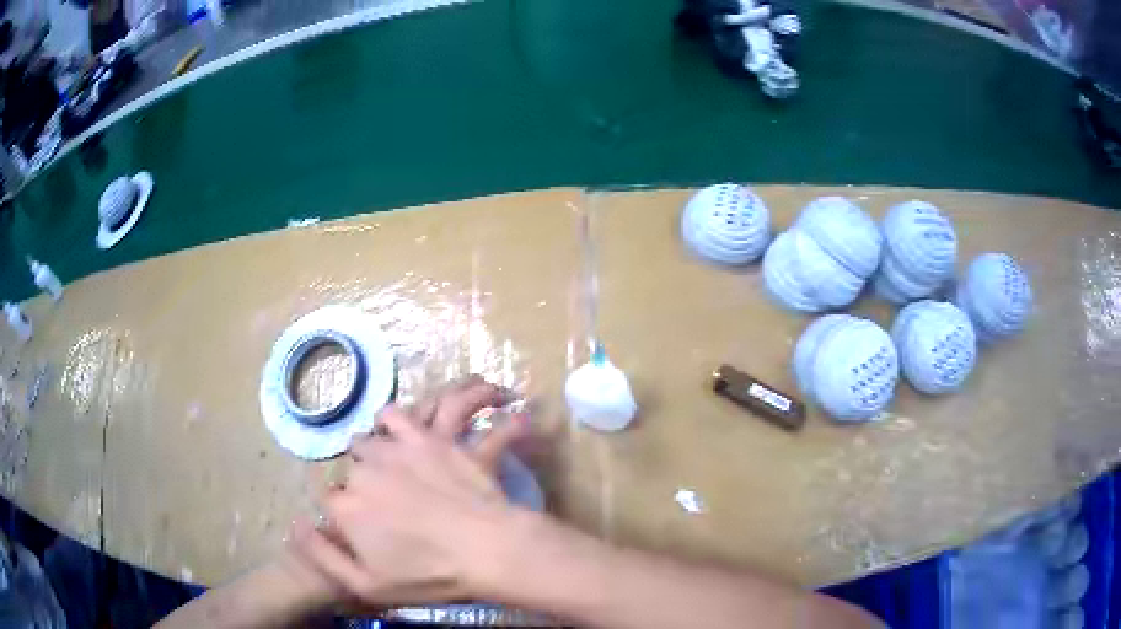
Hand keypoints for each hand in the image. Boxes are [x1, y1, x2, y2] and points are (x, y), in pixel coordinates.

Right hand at [289, 377, 528, 608]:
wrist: (488, 548)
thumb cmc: (431, 576)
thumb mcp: (369, 586)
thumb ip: (322, 556)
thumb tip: (293, 525)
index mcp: (345, 508)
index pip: (330, 503)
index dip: (347, 516)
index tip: (366, 528)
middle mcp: (361, 473)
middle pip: (348, 474)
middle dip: (362, 489)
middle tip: (391, 508)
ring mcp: (392, 451)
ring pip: (365, 444)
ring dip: (372, 457)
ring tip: (395, 473)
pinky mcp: (424, 437)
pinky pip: (394, 415)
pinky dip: (391, 423)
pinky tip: (399, 434)